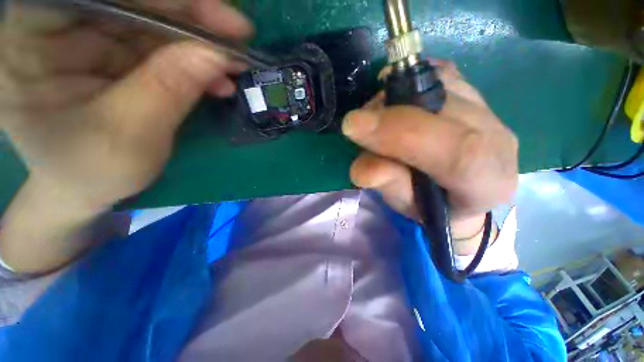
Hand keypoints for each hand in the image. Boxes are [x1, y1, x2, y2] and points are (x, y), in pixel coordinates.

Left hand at [1, 0, 251, 208]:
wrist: (86, 187)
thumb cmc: (92, 170)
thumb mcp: (129, 135)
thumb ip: (168, 88)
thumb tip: (217, 54)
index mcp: (31, 38)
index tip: (217, 14)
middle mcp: (57, 26)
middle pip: (130, 0)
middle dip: (189, 15)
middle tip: (239, 33)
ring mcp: (88, 37)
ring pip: (153, 21)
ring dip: (199, 42)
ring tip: (234, 64)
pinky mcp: (115, 53)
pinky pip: (161, 45)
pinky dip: (195, 61)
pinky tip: (218, 80)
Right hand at [343, 60, 517, 251]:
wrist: (460, 190)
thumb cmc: (431, 205)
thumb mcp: (406, 204)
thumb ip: (389, 186)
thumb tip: (362, 167)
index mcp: (488, 179)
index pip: (458, 150)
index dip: (401, 134)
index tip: (354, 126)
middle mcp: (497, 137)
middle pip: (440, 105)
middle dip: (386, 113)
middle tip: (358, 126)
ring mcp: (487, 107)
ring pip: (434, 82)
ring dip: (391, 101)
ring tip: (379, 124)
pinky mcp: (473, 90)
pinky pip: (434, 72)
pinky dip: (405, 82)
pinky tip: (395, 103)